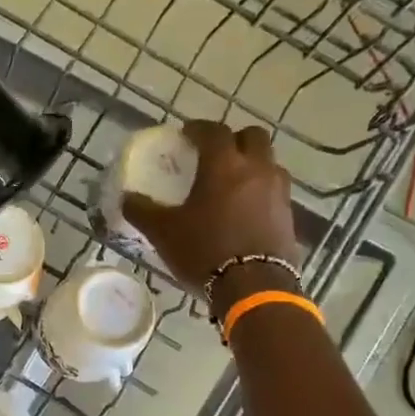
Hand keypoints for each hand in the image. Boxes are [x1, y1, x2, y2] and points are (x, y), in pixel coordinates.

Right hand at [120, 121, 298, 291]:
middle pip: (252, 136)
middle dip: (233, 139)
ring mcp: (278, 191)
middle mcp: (256, 169)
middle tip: (214, 154)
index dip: (198, 129)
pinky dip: (260, 190)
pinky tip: (244, 209)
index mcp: (224, 165)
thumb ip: (142, 210)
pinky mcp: (289, 215)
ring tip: (231, 182)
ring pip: (268, 162)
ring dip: (251, 164)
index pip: (214, 131)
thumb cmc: (204, 250)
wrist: (254, 287)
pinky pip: (275, 190)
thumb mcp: (163, 232)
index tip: (186, 135)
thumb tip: (125, 197)